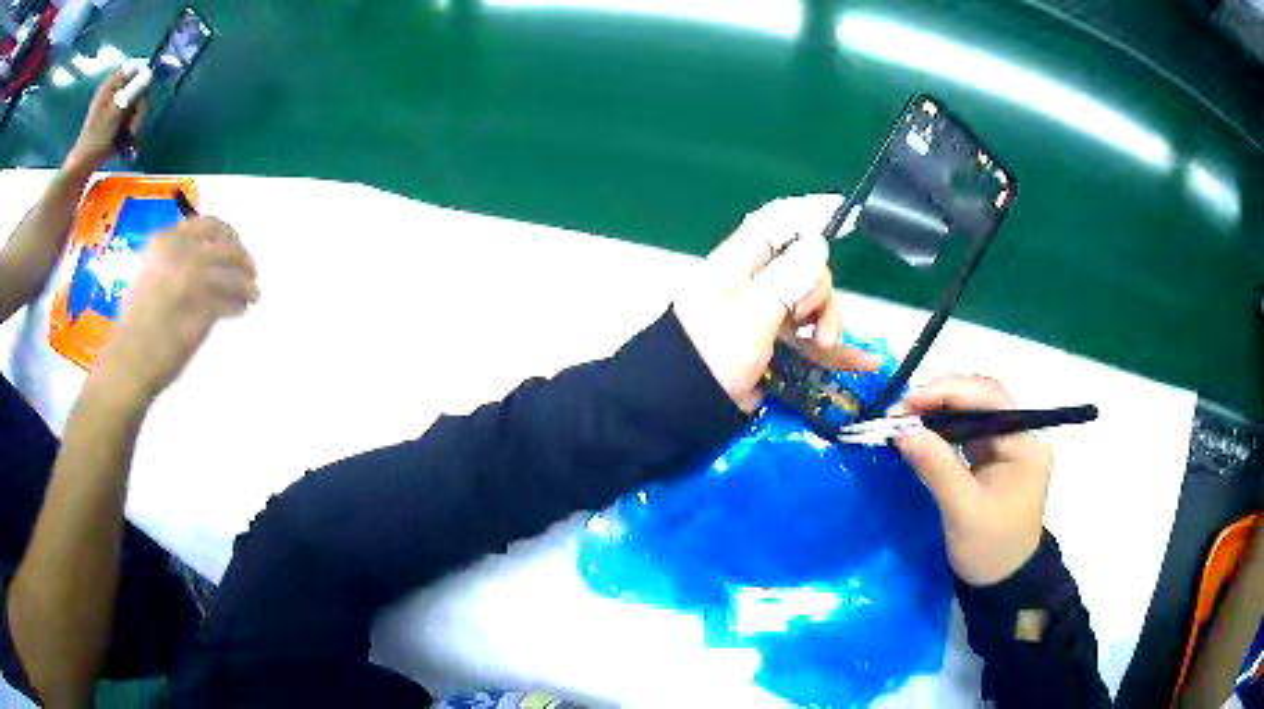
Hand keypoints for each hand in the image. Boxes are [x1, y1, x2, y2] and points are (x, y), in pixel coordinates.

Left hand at [66, 67, 148, 169]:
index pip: (135, 69)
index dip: (143, 78)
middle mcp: (112, 91)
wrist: (81, 168)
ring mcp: (111, 108)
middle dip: (138, 108)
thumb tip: (149, 73)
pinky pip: (126, 119)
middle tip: (134, 128)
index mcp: (111, 85)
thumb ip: (132, 92)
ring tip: (129, 140)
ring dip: (134, 122)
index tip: (145, 95)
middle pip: (136, 89)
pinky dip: (128, 130)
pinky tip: (125, 143)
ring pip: (133, 106)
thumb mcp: (115, 114)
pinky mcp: (110, 122)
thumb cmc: (96, 140)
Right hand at [95, 217, 258, 404]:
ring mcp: (194, 279)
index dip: (227, 236)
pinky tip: (240, 310)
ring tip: (252, 295)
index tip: (235, 247)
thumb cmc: (134, 323)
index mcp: (167, 240)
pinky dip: (239, 305)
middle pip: (228, 247)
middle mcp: (183, 253)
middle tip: (251, 272)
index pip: (209, 225)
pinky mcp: (204, 307)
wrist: (131, 358)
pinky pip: (231, 301)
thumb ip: (173, 257)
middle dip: (243, 259)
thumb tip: (201, 253)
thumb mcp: (147, 272)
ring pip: (234, 274)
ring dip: (247, 285)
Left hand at [673, 195, 878, 412]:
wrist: (683, 409)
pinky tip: (865, 361)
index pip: (776, 222)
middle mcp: (755, 283)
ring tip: (825, 346)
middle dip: (819, 291)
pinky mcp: (776, 346)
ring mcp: (767, 316)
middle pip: (805, 267)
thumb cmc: (710, 357)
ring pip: (813, 304)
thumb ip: (784, 282)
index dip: (809, 212)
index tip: (846, 213)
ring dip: (828, 322)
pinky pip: (813, 340)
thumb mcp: (748, 317)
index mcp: (740, 264)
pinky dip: (836, 351)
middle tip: (811, 322)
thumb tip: (817, 243)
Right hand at [894, 376, 1053, 585]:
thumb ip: (937, 468)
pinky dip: (942, 427)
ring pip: (972, 410)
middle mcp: (1022, 435)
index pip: (990, 397)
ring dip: (938, 410)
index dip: (949, 391)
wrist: (1002, 583)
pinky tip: (922, 432)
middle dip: (941, 397)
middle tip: (900, 410)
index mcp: (1026, 443)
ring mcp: (1008, 444)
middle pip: (981, 397)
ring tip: (905, 418)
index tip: (908, 402)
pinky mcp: (993, 456)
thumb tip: (903, 431)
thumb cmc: (989, 549)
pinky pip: (967, 429)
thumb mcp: (963, 512)